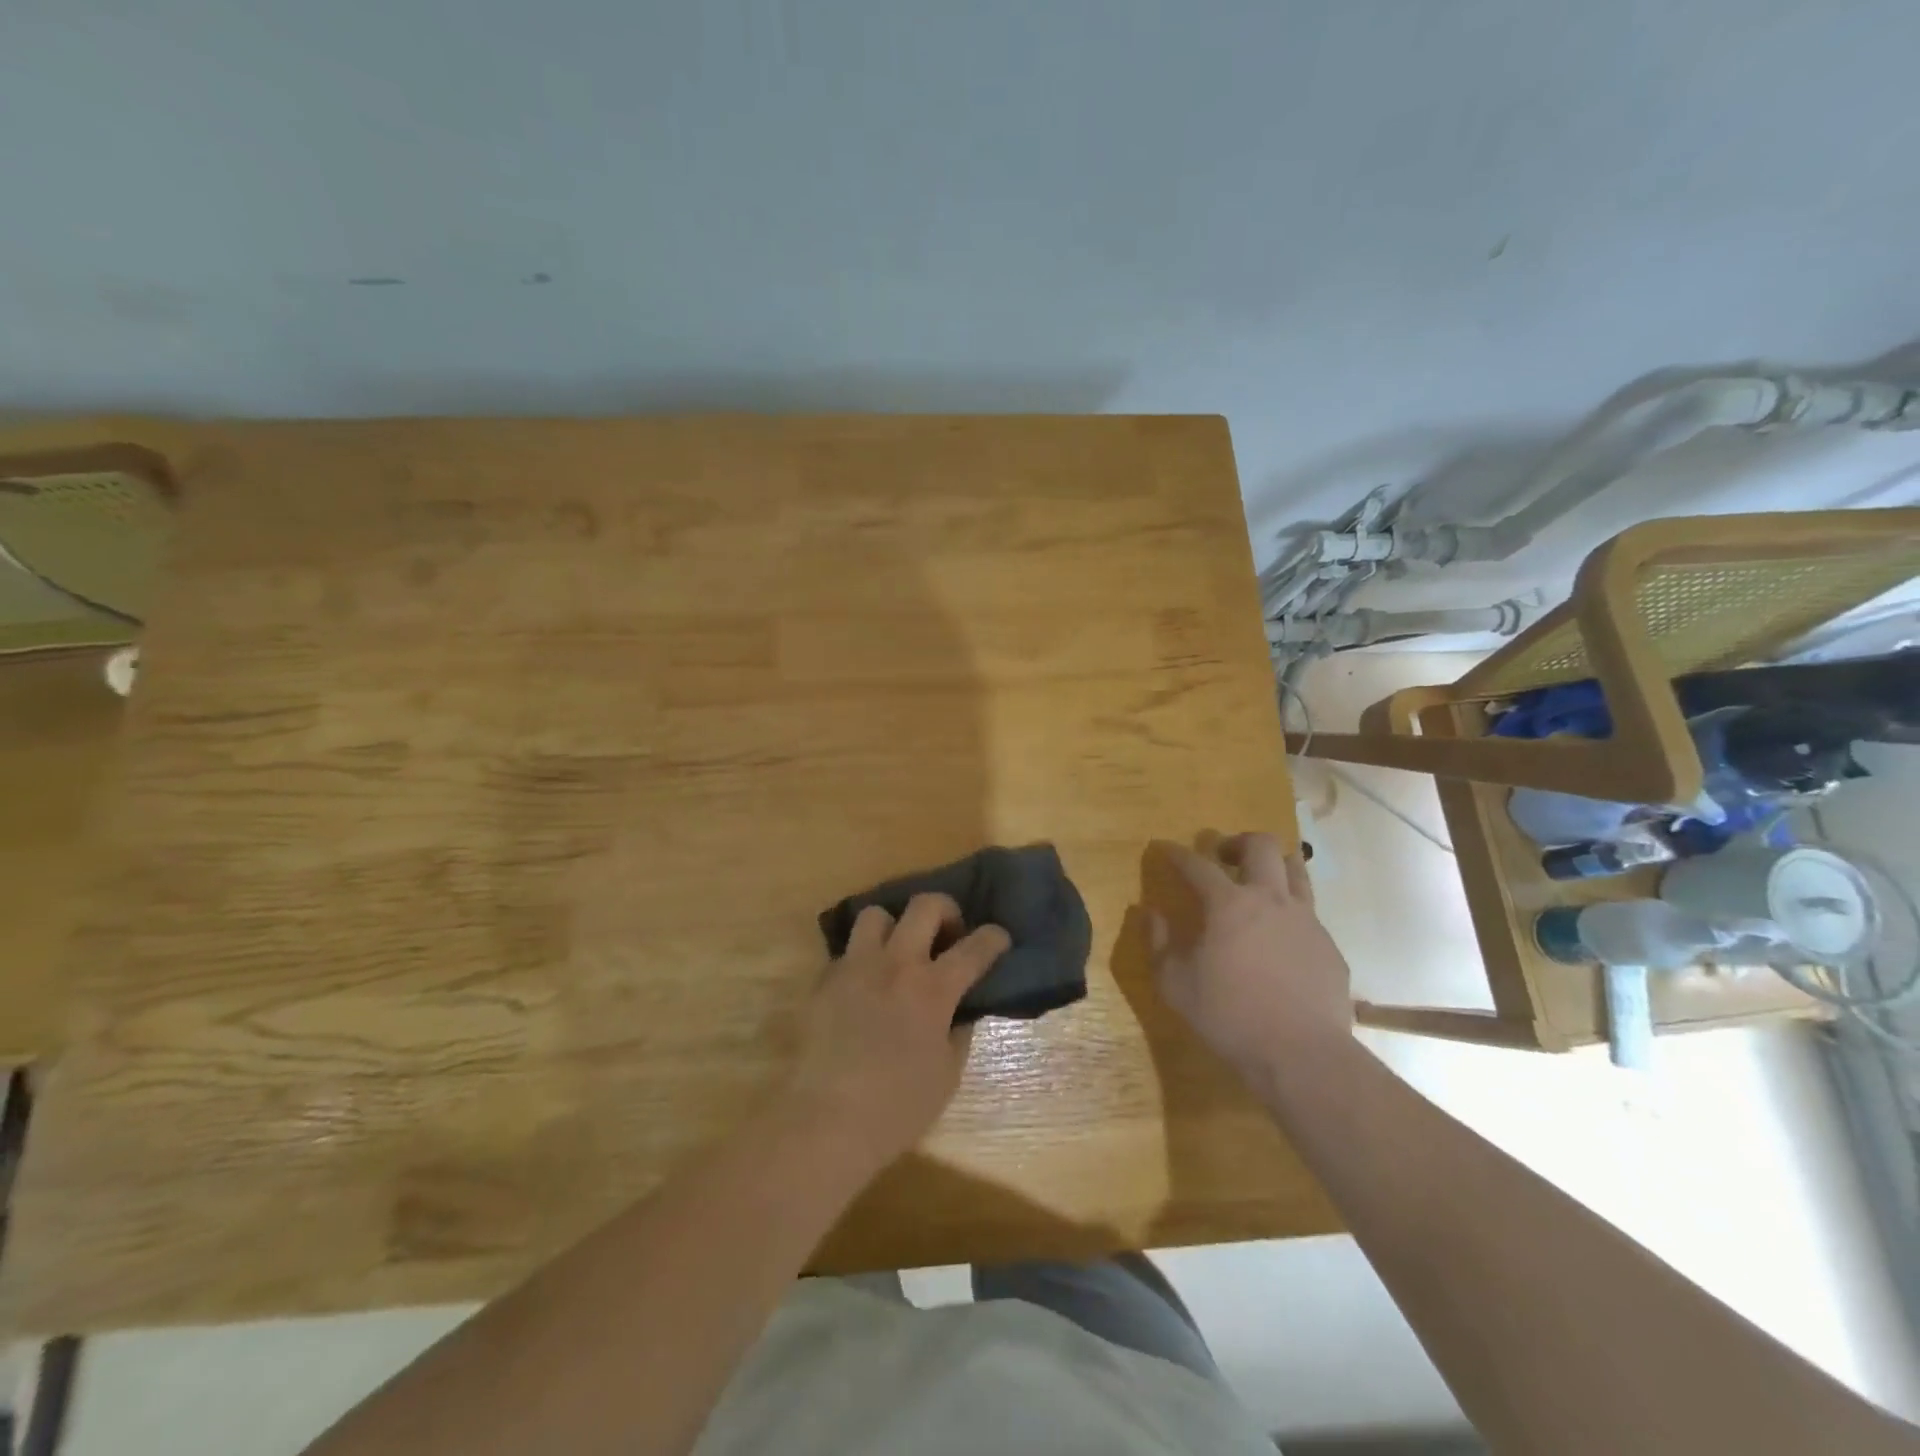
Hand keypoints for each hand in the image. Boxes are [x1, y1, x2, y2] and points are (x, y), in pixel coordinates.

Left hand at [783, 893, 1009, 1176]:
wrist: (827, 1119)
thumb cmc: (897, 1107)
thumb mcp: (947, 1074)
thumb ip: (958, 1031)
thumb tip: (960, 1010)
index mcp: (933, 989)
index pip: (975, 947)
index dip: (994, 937)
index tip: (998, 938)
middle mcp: (896, 964)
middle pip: (925, 906)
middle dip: (946, 910)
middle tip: (948, 935)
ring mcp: (856, 966)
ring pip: (877, 914)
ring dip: (895, 927)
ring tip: (898, 951)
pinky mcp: (825, 979)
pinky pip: (848, 950)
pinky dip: (864, 958)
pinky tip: (866, 984)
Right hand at [1143, 832, 1352, 1083]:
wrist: (1302, 1054)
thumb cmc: (1230, 1016)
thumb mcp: (1175, 984)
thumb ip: (1159, 943)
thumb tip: (1150, 913)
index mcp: (1229, 904)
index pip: (1198, 865)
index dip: (1177, 853)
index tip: (1164, 847)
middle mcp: (1271, 900)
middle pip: (1261, 845)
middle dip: (1237, 842)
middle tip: (1223, 857)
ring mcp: (1307, 921)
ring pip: (1296, 870)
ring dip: (1273, 866)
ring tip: (1259, 883)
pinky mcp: (1329, 947)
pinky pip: (1310, 914)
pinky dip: (1290, 912)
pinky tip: (1280, 940)